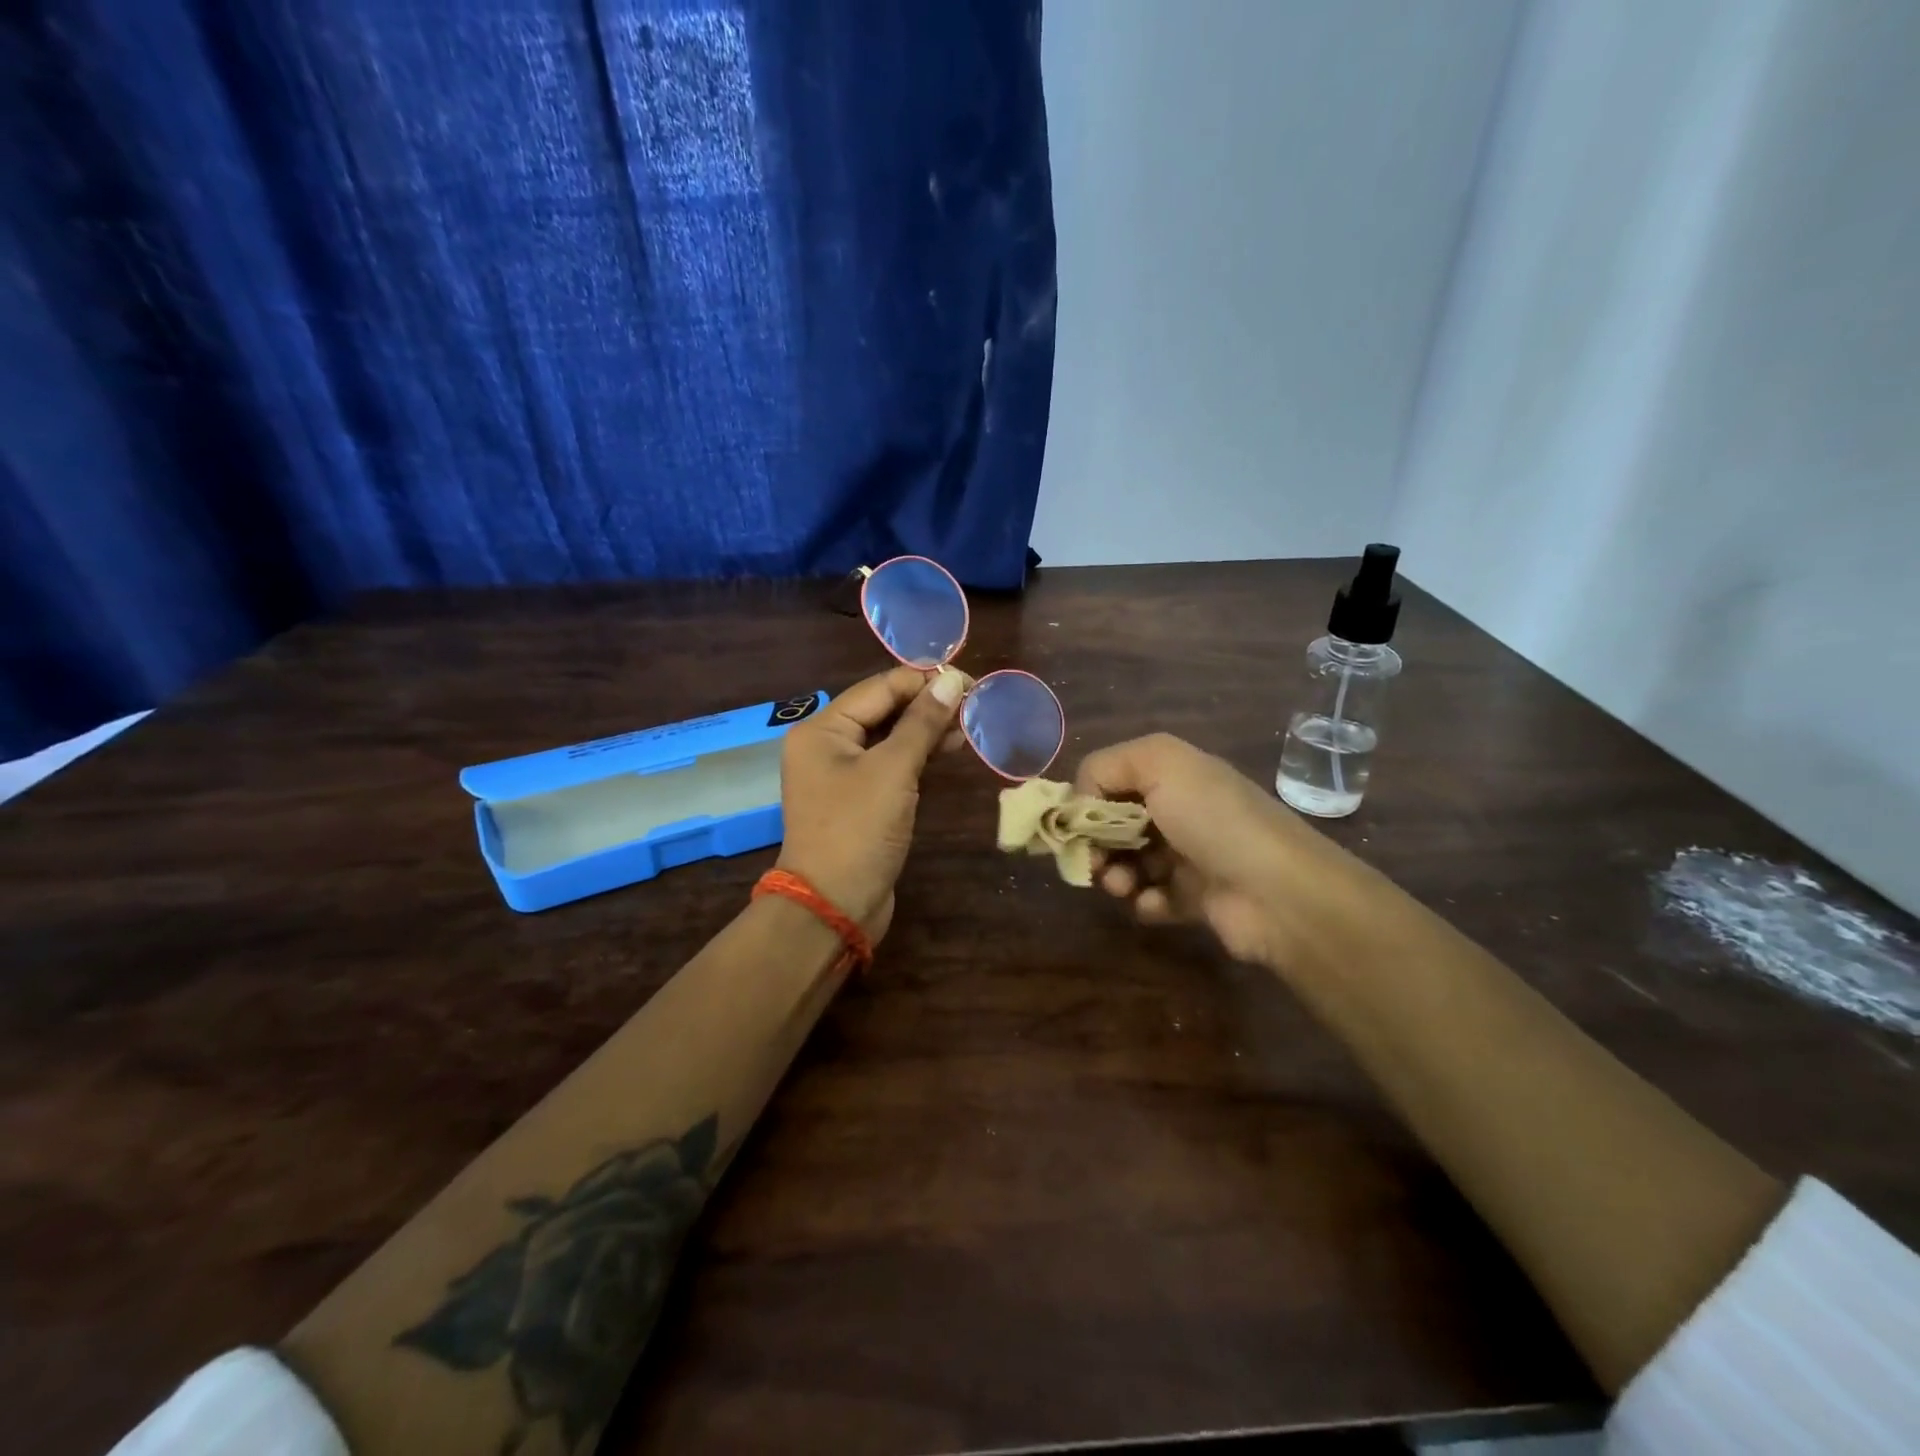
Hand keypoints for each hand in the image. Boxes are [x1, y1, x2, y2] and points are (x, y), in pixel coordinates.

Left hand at [775, 664, 966, 941]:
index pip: (878, 688)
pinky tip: (945, 751)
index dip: (923, 680)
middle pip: (882, 710)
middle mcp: (826, 745)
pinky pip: (889, 765)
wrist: (833, 906)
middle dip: (926, 705)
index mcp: (822, 729)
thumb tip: (951, 680)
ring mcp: (840, 774)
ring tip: (966, 728)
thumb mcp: (893, 770)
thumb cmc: (858, 830)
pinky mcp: (858, 800)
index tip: (968, 682)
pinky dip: (916, 756)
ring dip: (925, 730)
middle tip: (973, 705)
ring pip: (888, 738)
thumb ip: (922, 723)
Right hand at [1074, 733, 1356, 969]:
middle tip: (1093, 862)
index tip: (1076, 825)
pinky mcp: (1196, 898)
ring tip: (1123, 887)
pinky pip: (1153, 899)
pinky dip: (1146, 902)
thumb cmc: (1213, 819)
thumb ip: (1105, 767)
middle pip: (1115, 824)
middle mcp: (1180, 810)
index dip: (1087, 800)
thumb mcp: (1159, 764)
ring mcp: (1189, 855)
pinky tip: (1154, 904)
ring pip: (1130, 863)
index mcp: (1174, 774)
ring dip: (1116, 875)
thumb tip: (1080, 801)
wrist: (1278, 891)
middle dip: (1096, 843)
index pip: (1110, 779)